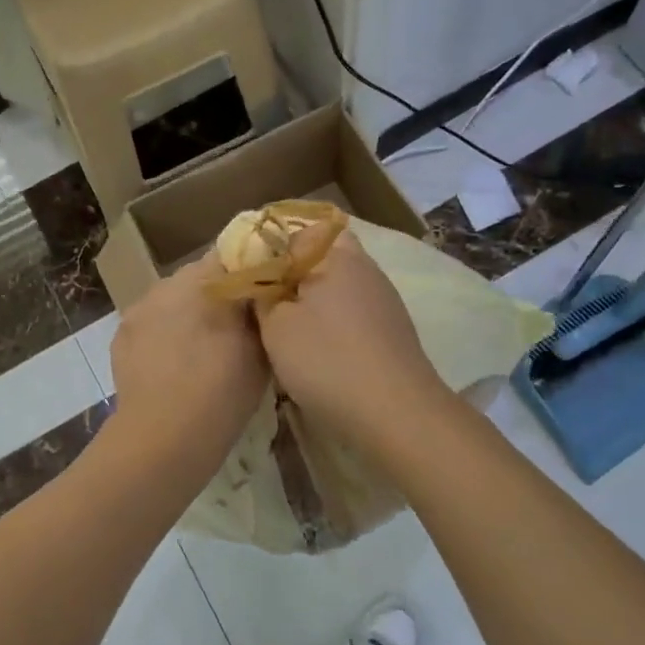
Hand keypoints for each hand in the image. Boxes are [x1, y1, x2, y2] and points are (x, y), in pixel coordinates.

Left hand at [107, 254, 269, 485]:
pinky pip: (151, 323)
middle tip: (235, 327)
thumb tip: (262, 294)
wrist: (164, 437)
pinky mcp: (121, 334)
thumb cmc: (222, 391)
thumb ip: (261, 312)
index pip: (234, 255)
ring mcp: (140, 307)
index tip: (261, 295)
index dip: (249, 273)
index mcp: (206, 279)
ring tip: (202, 350)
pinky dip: (163, 335)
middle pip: (200, 277)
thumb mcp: (261, 349)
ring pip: (173, 300)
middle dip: (217, 296)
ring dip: (188, 314)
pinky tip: (173, 364)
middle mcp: (168, 282)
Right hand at [255, 230, 453, 443]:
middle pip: (321, 257)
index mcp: (337, 255)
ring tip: (286, 328)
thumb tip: (259, 280)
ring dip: (312, 301)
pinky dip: (332, 322)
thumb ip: (261, 294)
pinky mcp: (392, 328)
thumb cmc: (326, 360)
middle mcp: (366, 267)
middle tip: (265, 301)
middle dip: (292, 275)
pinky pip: (352, 311)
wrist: (395, 413)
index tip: (249, 274)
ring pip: (338, 285)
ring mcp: (384, 298)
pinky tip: (318, 348)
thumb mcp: (275, 326)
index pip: (297, 231)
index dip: (270, 249)